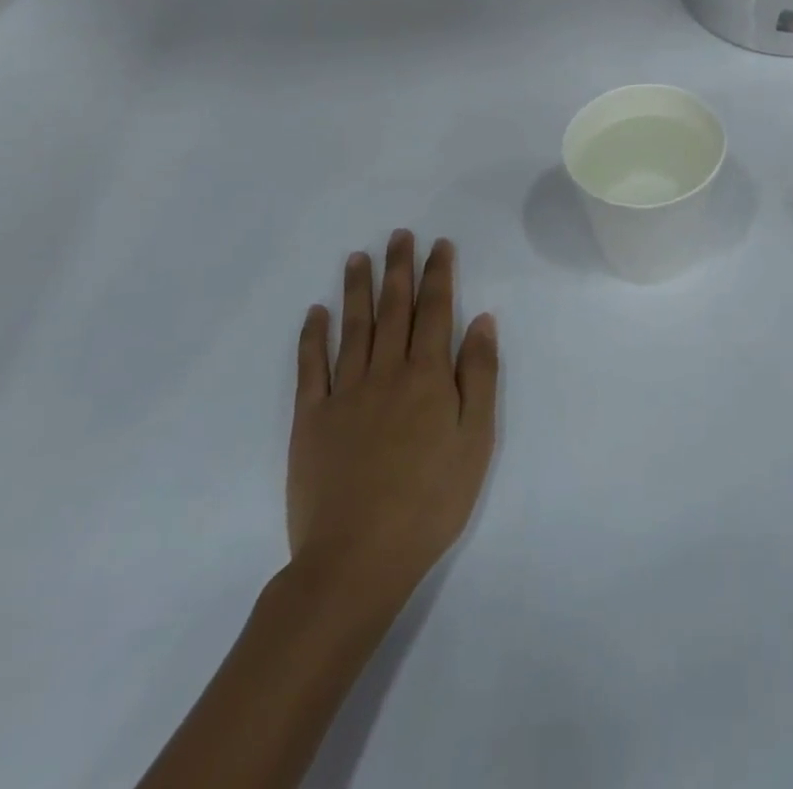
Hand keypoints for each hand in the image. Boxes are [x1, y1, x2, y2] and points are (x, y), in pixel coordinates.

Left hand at [287, 231, 498, 604]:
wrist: (358, 557)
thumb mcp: (476, 439)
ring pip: (353, 327)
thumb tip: (482, 320)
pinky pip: (311, 367)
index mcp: (428, 376)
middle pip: (394, 309)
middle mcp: (386, 372)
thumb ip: (479, 375)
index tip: (439, 244)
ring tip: (359, 256)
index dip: (438, 274)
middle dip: (399, 268)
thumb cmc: (431, 500)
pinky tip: (316, 311)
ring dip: (357, 288)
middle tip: (400, 235)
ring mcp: (344, 393)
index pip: (436, 310)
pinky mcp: (310, 419)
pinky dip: (313, 336)